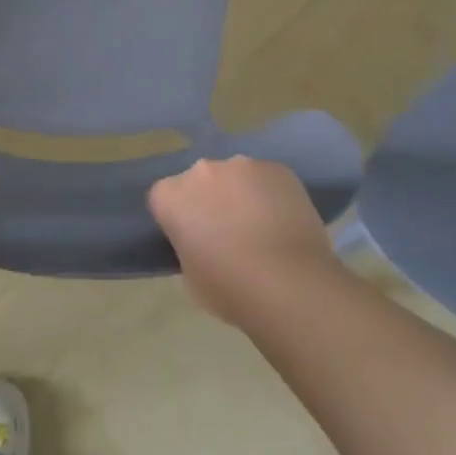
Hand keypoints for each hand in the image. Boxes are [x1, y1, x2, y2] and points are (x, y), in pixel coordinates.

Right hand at [148, 157, 337, 323]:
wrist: (291, 286)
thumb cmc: (231, 289)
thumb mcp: (190, 277)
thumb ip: (189, 247)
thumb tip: (204, 243)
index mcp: (171, 196)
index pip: (164, 199)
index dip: (178, 220)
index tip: (193, 240)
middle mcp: (201, 170)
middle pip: (200, 182)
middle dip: (209, 201)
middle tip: (228, 234)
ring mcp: (242, 165)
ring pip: (236, 177)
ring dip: (241, 195)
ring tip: (262, 229)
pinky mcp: (278, 169)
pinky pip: (267, 180)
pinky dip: (271, 195)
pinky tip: (285, 223)